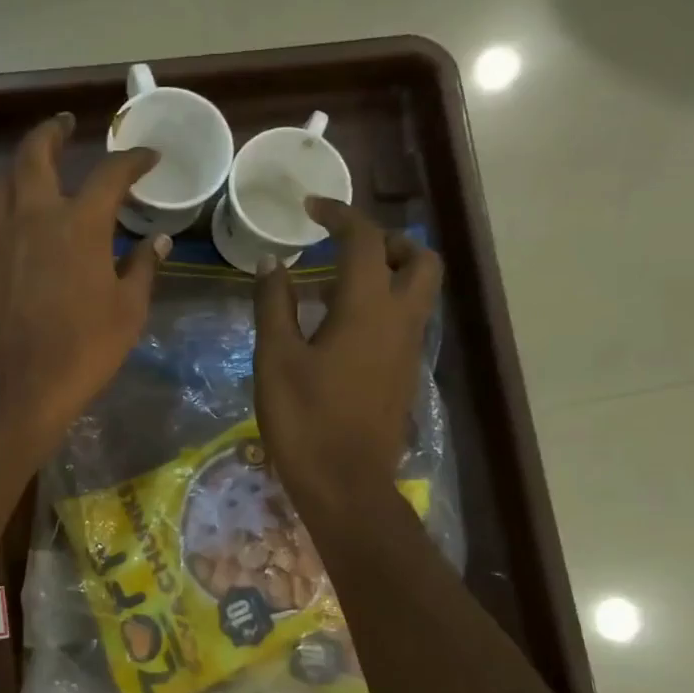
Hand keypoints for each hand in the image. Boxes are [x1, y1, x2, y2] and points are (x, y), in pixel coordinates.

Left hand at [0, 114, 167, 452]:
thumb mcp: (127, 313)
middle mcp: (33, 215)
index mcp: (79, 225)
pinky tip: (11, 216)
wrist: (15, 386)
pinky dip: (3, 203)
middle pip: (36, 153)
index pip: (110, 175)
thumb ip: (142, 270)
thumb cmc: (82, 351)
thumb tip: (156, 242)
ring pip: (3, 179)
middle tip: (64, 125)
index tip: (146, 157)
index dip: (132, 160)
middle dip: (52, 131)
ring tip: (34, 168)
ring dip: (21, 165)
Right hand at [253, 198, 442, 517]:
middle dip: (389, 241)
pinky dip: (384, 306)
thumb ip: (274, 305)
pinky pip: (406, 322)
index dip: (339, 215)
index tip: (311, 208)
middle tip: (347, 248)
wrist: (346, 484)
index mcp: (367, 308)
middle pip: (420, 259)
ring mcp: (409, 350)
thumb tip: (273, 263)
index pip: (365, 241)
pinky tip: (343, 330)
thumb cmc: (305, 419)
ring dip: (389, 274)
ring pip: (419, 292)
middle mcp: (401, 321)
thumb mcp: (275, 359)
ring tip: (337, 288)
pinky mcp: (405, 375)